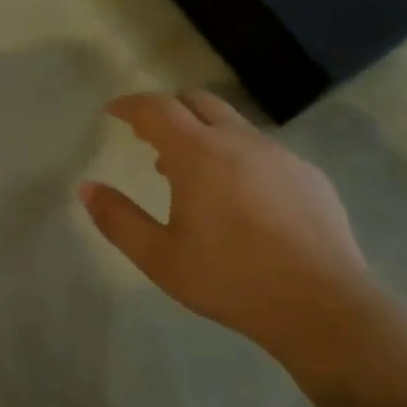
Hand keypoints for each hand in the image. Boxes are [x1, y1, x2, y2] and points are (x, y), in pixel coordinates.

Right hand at [80, 90, 387, 368]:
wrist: (321, 305)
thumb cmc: (231, 280)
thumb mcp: (160, 258)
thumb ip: (118, 219)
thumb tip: (86, 188)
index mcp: (199, 154)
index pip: (157, 108)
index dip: (131, 105)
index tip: (113, 111)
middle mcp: (240, 140)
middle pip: (197, 101)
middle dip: (168, 109)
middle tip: (149, 136)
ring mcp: (279, 154)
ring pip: (233, 124)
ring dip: (203, 134)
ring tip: (190, 173)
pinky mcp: (308, 173)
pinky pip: (262, 149)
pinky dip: (238, 155)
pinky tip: (240, 198)